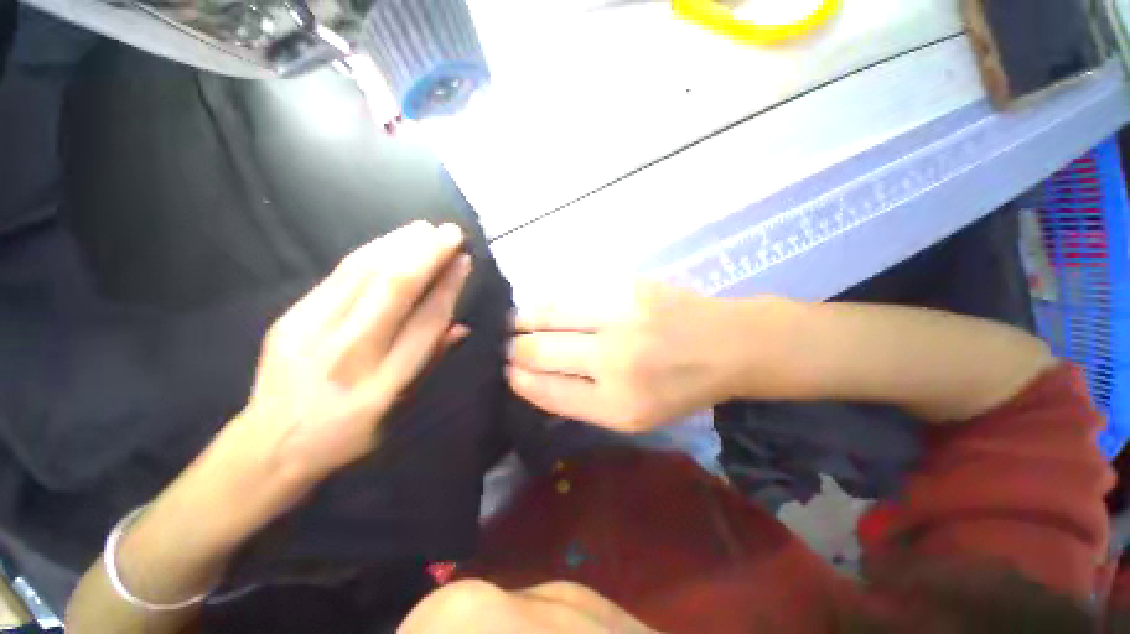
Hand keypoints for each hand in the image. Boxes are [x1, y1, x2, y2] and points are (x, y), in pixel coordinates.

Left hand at [238, 221, 471, 484]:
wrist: (270, 444)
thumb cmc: (347, 432)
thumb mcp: (398, 408)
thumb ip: (429, 361)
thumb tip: (461, 327)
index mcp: (384, 382)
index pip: (426, 322)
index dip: (449, 287)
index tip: (464, 261)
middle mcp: (351, 353)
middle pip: (395, 291)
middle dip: (427, 255)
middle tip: (451, 232)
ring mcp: (313, 332)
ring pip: (364, 275)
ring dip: (399, 245)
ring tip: (424, 229)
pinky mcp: (290, 319)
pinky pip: (337, 277)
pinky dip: (368, 253)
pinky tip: (388, 241)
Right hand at [507, 284, 743, 432]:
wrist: (726, 344)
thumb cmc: (679, 388)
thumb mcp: (633, 415)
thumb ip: (582, 401)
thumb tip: (533, 378)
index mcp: (617, 404)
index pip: (547, 391)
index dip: (519, 380)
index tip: (507, 372)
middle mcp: (614, 360)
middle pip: (539, 351)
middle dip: (513, 349)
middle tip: (505, 346)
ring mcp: (620, 317)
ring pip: (548, 314)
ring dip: (523, 319)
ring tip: (514, 323)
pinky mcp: (627, 286)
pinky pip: (571, 293)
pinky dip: (550, 302)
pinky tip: (543, 306)